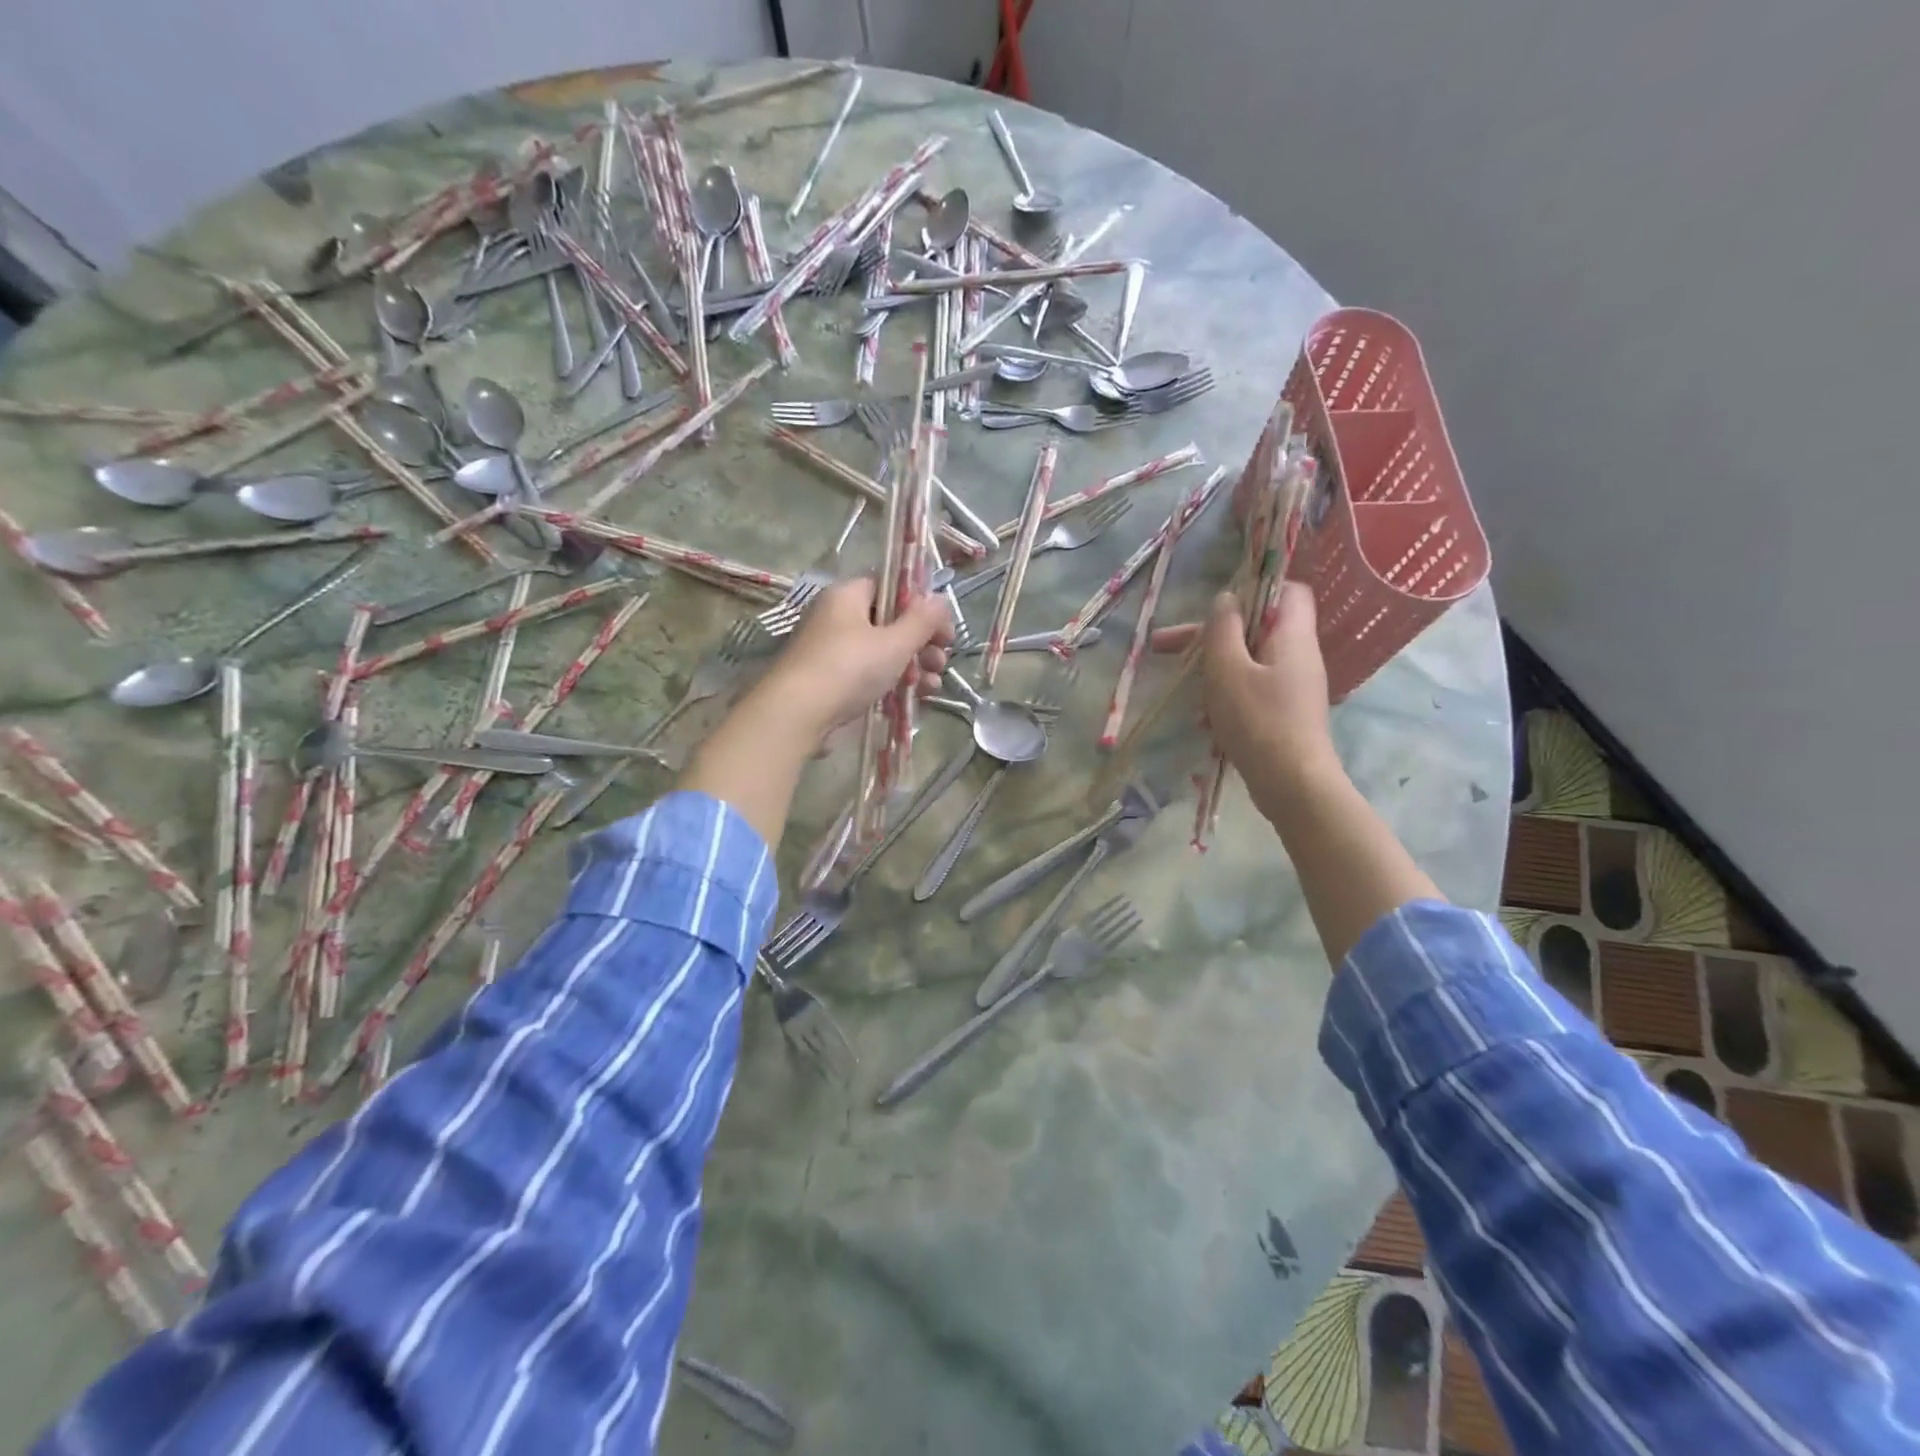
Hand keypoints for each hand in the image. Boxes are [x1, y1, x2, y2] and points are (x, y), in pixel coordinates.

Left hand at [756, 578, 953, 741]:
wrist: (797, 715)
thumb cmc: (848, 668)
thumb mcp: (894, 642)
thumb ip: (922, 620)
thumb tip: (940, 599)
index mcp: (847, 596)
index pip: (889, 586)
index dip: (920, 604)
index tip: (942, 627)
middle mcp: (838, 619)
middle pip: (890, 622)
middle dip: (922, 642)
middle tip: (941, 660)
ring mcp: (834, 652)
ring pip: (884, 652)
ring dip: (914, 666)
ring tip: (932, 685)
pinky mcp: (834, 683)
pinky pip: (871, 675)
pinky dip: (895, 683)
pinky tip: (917, 697)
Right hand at [1201, 582, 1337, 802]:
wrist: (1292, 785)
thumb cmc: (1258, 720)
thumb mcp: (1228, 669)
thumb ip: (1222, 629)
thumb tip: (1226, 598)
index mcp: (1292, 636)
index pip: (1289, 589)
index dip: (1254, 588)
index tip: (1217, 606)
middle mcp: (1298, 655)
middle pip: (1254, 627)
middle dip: (1209, 636)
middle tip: (1163, 646)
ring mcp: (1292, 687)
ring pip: (1247, 662)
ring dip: (1212, 671)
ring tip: (1184, 690)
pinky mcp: (1284, 713)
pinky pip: (1251, 690)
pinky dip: (1225, 697)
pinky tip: (1203, 720)